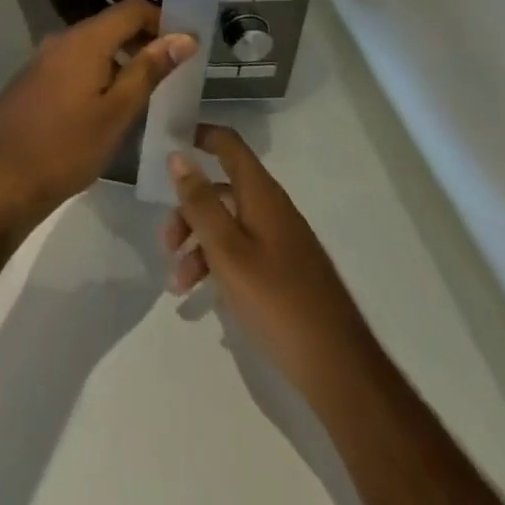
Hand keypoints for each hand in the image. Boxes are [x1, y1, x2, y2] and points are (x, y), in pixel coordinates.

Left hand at [0, 0, 195, 230]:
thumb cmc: (65, 148)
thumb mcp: (116, 113)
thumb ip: (148, 70)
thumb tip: (184, 36)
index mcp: (84, 40)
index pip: (131, 8)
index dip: (163, 19)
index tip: (186, 45)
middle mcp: (61, 39)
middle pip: (111, 24)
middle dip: (144, 40)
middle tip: (173, 72)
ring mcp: (42, 59)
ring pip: (92, 45)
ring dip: (121, 58)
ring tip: (147, 91)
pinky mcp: (33, 80)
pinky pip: (74, 63)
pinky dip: (98, 72)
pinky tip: (109, 104)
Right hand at [161, 125, 369, 388]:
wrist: (338, 369)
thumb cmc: (277, 301)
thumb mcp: (227, 250)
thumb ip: (200, 202)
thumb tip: (177, 155)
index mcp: (262, 195)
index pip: (229, 145)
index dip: (199, 135)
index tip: (167, 141)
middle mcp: (271, 210)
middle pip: (219, 190)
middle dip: (186, 210)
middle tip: (165, 242)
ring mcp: (279, 241)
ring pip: (226, 225)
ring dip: (196, 245)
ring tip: (177, 284)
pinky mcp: (282, 271)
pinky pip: (240, 251)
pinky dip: (216, 265)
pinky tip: (200, 296)